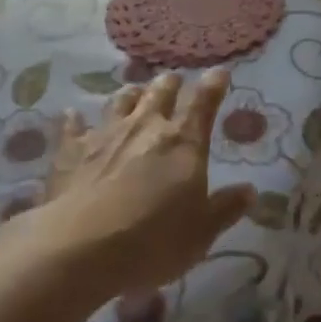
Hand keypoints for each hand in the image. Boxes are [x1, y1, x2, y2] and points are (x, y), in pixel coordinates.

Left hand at [38, 69, 254, 295]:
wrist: (81, 249)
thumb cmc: (153, 241)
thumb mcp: (201, 233)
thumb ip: (226, 208)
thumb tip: (250, 191)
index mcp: (184, 142)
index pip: (204, 102)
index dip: (214, 84)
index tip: (220, 72)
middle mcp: (146, 127)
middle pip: (161, 93)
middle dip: (170, 84)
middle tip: (174, 80)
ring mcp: (105, 135)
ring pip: (121, 101)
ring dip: (131, 95)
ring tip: (135, 93)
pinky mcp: (70, 151)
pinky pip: (73, 126)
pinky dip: (75, 119)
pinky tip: (72, 114)